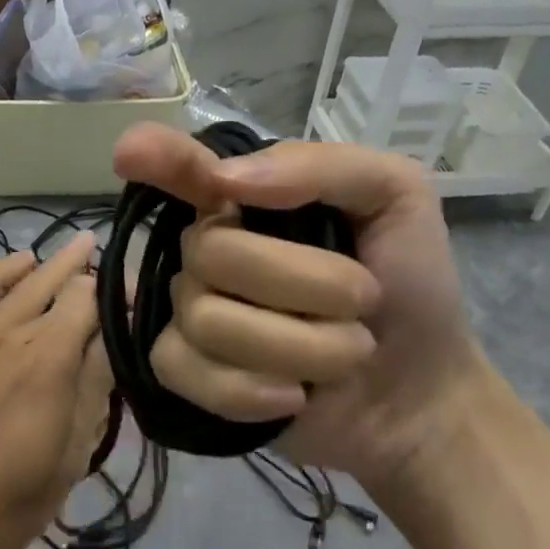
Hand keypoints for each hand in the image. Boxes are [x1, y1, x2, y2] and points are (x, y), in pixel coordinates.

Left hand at [0, 234, 110, 548]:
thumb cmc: (3, 510)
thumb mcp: (68, 458)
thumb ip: (92, 388)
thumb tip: (112, 335)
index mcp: (47, 363)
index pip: (88, 302)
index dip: (113, 292)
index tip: (132, 293)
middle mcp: (9, 336)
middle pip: (53, 285)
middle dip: (82, 266)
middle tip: (103, 249)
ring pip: (16, 286)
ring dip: (46, 265)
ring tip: (71, 250)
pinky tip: (15, 265)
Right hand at [112, 123, 489, 482]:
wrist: (420, 394)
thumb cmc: (410, 284)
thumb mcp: (395, 198)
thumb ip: (320, 167)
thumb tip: (226, 180)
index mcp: (246, 201)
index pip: (182, 170)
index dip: (156, 158)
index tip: (129, 152)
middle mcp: (208, 250)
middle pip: (211, 252)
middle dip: (307, 283)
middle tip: (364, 301)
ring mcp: (193, 314)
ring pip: (207, 319)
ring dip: (302, 344)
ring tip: (347, 352)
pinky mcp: (190, 377)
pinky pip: (189, 372)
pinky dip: (254, 390)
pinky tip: (294, 396)